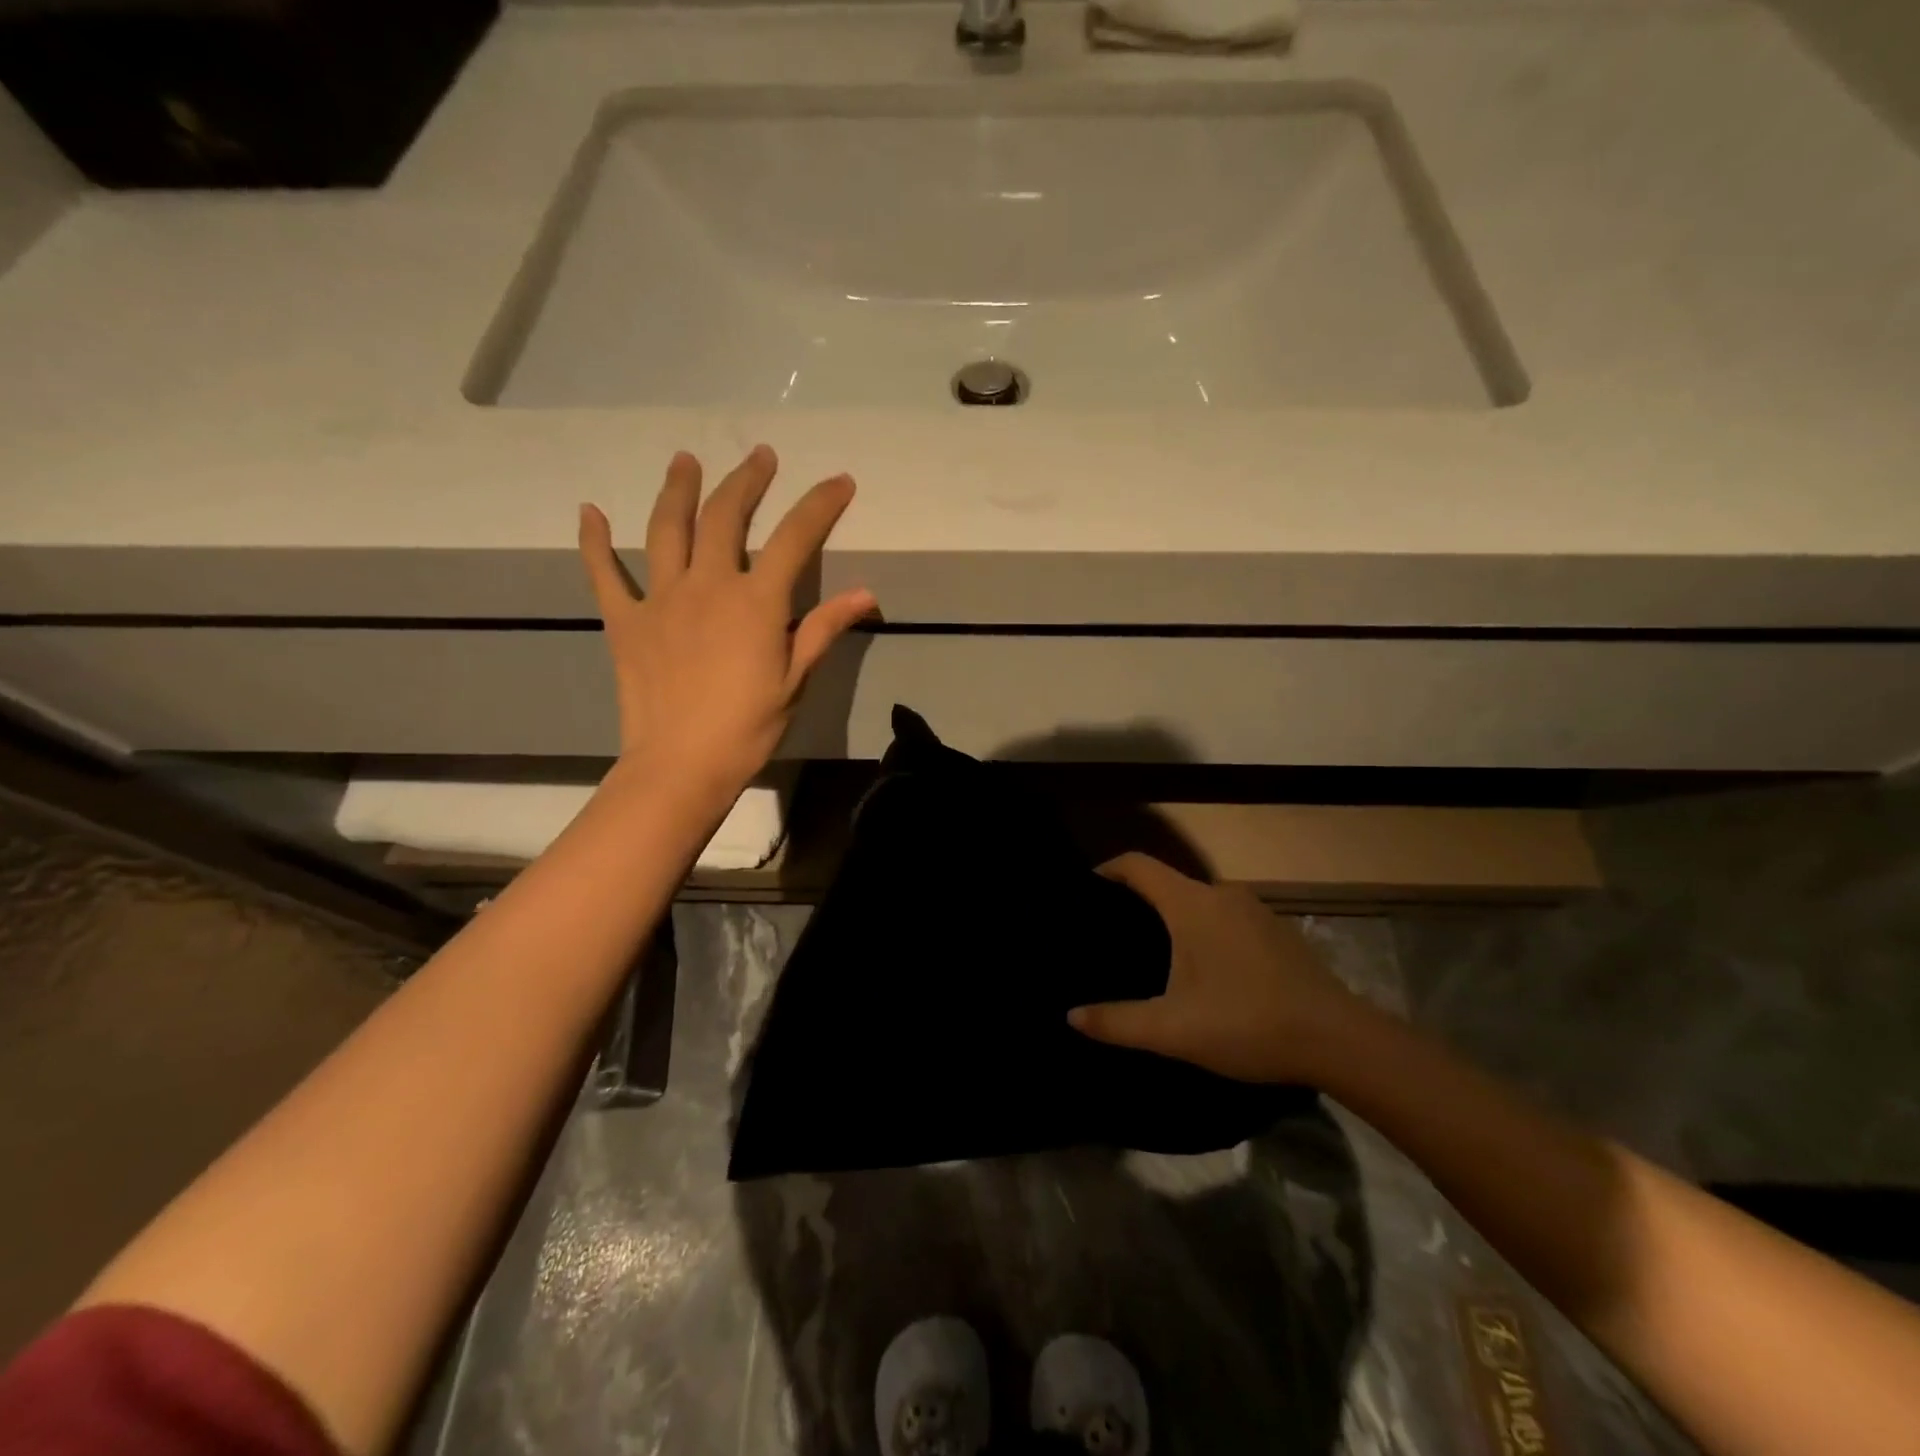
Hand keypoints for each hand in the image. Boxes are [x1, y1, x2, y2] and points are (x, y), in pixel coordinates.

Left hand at [579, 445, 875, 799]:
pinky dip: (595, 541)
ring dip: (678, 489)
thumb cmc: (747, 728)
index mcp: (755, 601)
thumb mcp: (795, 680)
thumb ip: (823, 629)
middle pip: (726, 517)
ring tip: (685, 460)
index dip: (819, 505)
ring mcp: (660, 599)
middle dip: (747, 481)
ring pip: (666, 529)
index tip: (840, 481)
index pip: (794, 538)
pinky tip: (589, 511)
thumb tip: (865, 593)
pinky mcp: (625, 621)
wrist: (680, 765)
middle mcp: (707, 585)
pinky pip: (604, 573)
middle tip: (760, 457)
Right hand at [1068, 853, 1373, 1084]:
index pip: (1137, 865)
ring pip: (1198, 902)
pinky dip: (1203, 931)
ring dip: (1173, 918)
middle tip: (1112, 934)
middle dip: (1136, 901)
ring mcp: (1253, 910)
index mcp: (1190, 904)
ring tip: (1153, 953)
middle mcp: (1220, 894)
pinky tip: (1203, 969)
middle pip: (1166, 883)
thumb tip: (1071, 1015)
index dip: (1107, 870)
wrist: (1339, 1040)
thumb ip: (1117, 1022)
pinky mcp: (1276, 931)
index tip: (1085, 891)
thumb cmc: (1246, 1023)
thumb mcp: (1173, 1030)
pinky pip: (1224, 917)